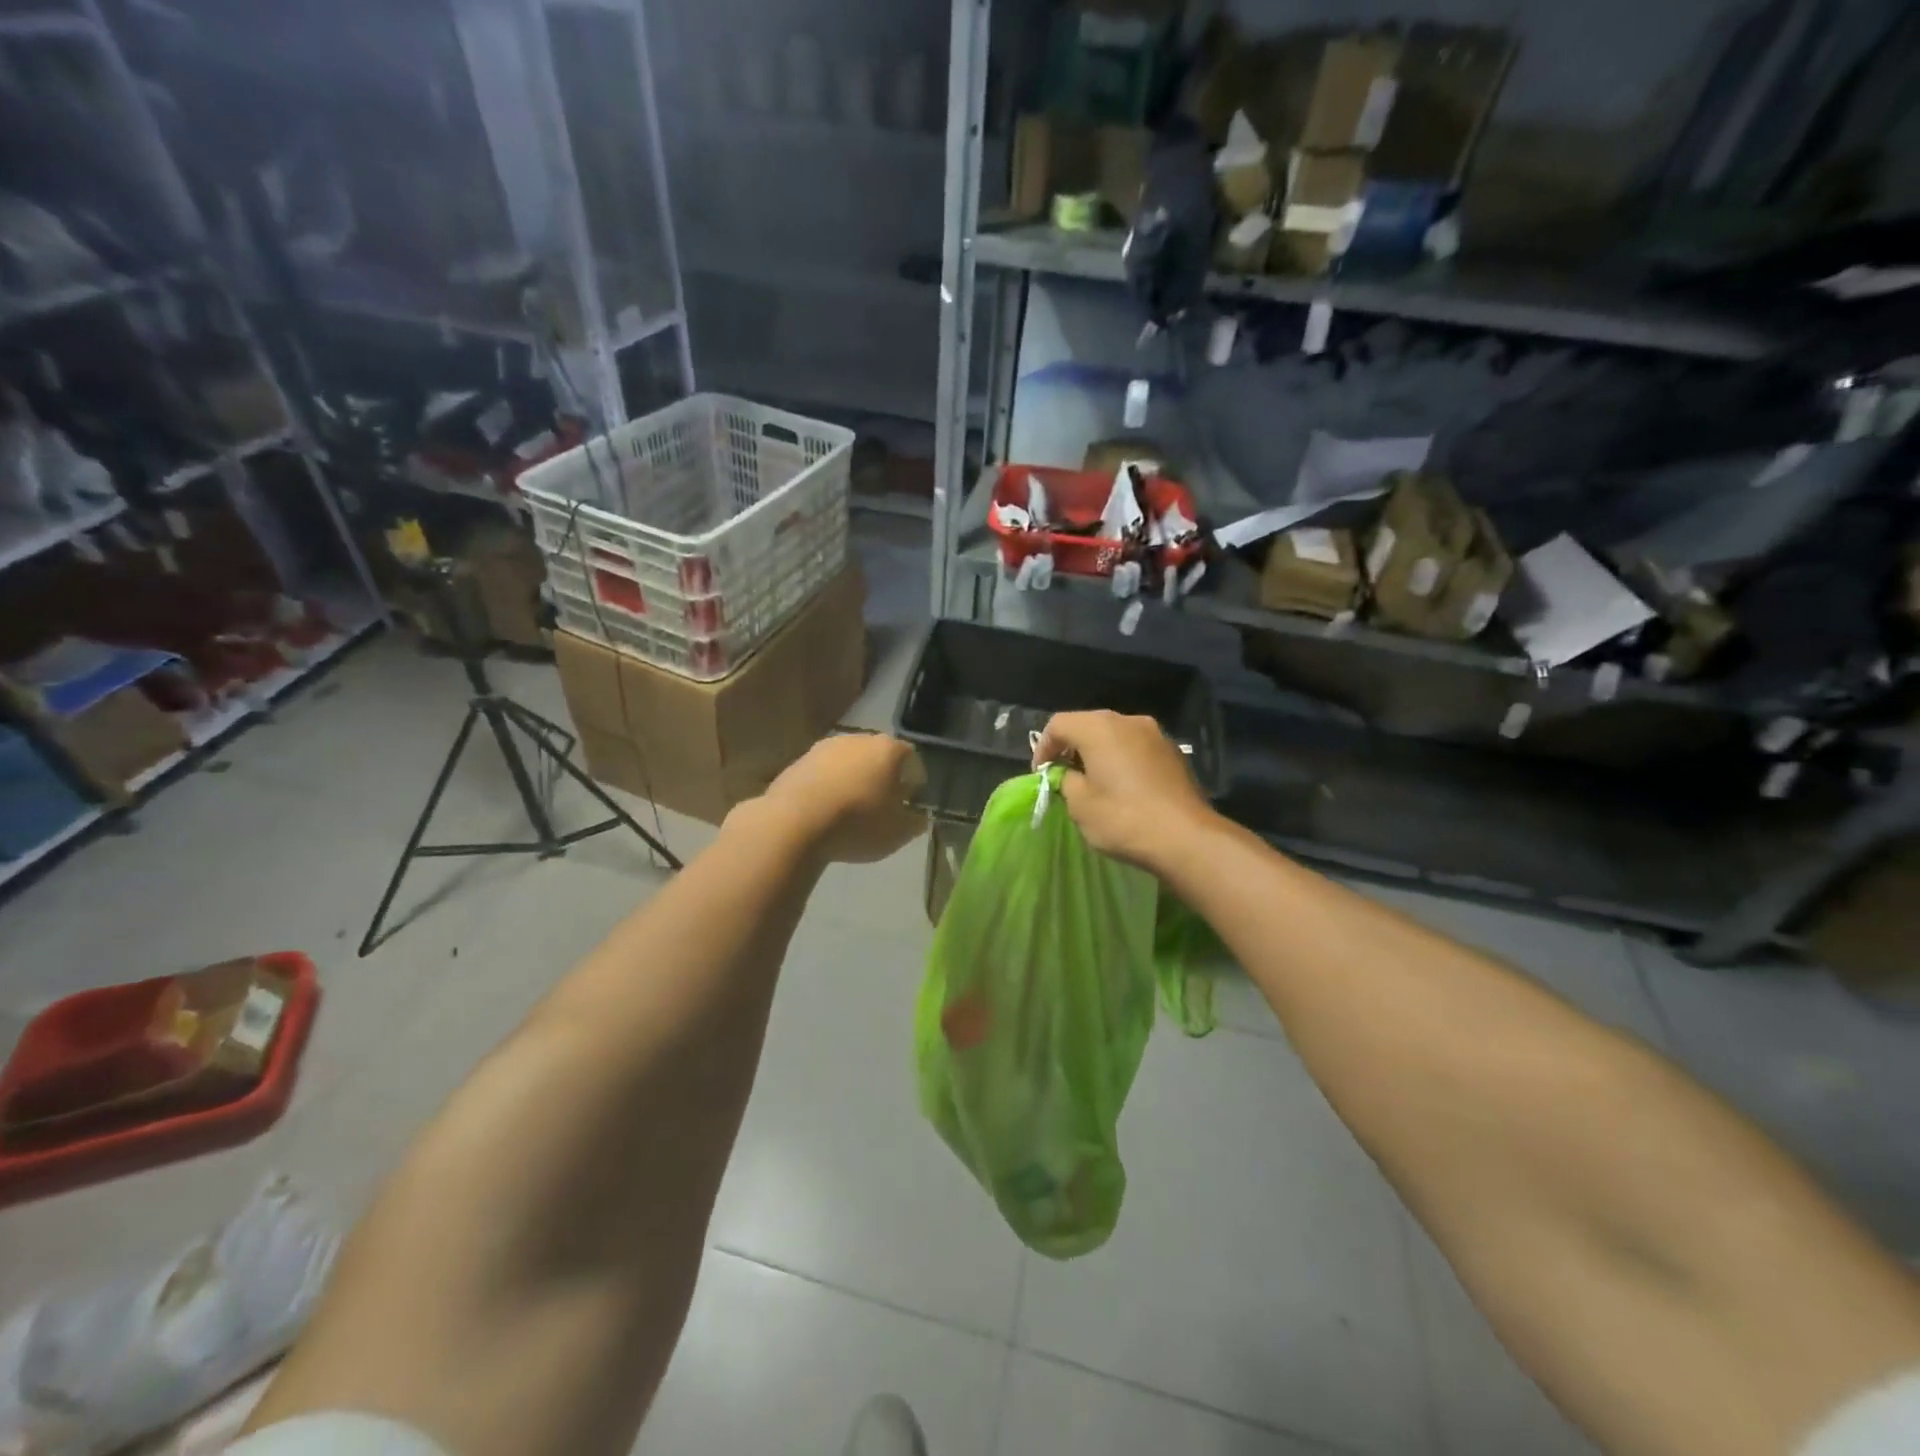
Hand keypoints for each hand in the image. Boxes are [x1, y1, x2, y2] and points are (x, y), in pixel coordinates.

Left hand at [761, 733, 927, 863]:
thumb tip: (919, 817)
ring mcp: (825, 747)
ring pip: (848, 762)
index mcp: (888, 749)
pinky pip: (823, 773)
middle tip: (881, 805)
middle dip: (882, 777)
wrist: (793, 823)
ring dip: (853, 780)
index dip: (914, 780)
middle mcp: (858, 739)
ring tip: (850, 810)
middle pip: (878, 756)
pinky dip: (828, 787)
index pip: (911, 758)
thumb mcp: (897, 833)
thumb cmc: (857, 824)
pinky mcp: (798, 761)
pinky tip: (824, 811)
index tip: (910, 802)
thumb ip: (914, 822)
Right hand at [1032, 711, 1215, 871]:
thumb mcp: (1080, 804)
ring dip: (1098, 753)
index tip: (1041, 775)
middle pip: (1088, 725)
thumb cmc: (1124, 819)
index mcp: (1099, 727)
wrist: (1187, 838)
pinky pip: (1136, 748)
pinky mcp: (1173, 752)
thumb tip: (1070, 775)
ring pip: (1115, 735)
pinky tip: (1122, 787)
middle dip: (1071, 748)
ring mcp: (1155, 734)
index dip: (1043, 747)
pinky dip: (1121, 760)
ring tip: (1092, 783)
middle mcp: (1128, 721)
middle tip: (1062, 776)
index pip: (1058, 724)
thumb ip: (1065, 780)